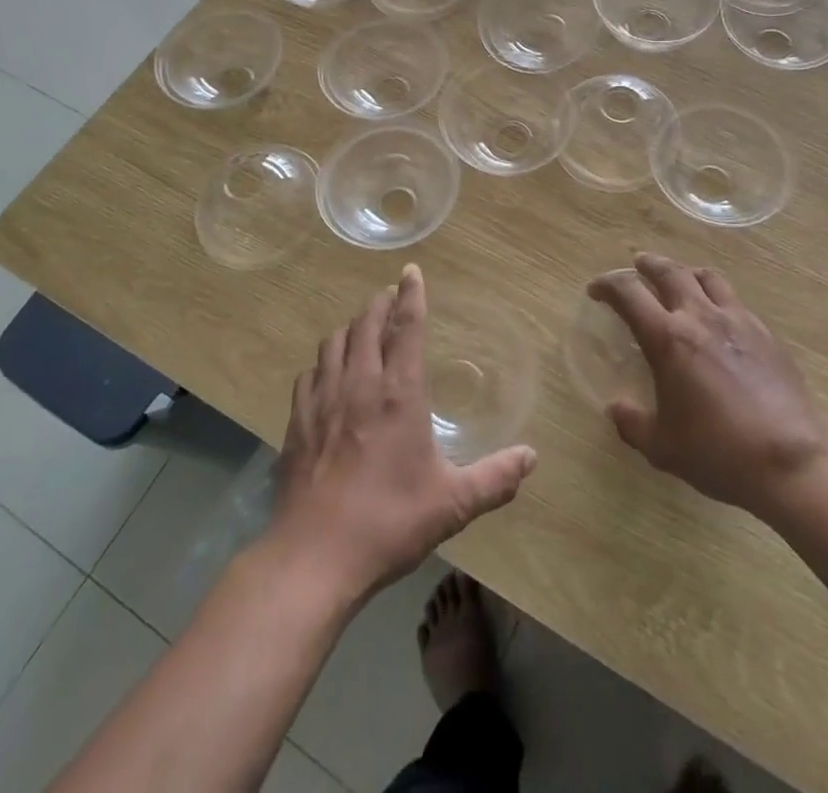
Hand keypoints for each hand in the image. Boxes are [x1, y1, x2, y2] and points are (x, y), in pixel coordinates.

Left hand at [268, 265, 537, 604]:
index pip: (407, 327)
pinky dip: (322, 363)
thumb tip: (532, 457)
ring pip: (333, 342)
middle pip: (366, 324)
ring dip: (350, 328)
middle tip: (389, 296)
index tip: (411, 271)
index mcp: (399, 393)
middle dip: (379, 303)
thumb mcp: (452, 504)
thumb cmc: (388, 522)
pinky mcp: (296, 422)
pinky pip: (309, 374)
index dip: (412, 295)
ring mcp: (322, 400)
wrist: (313, 557)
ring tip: (361, 328)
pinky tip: (326, 374)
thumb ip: (495, 478)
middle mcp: (359, 384)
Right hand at [589, 253, 827, 519]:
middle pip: (669, 271)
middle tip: (637, 265)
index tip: (596, 290)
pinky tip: (718, 317)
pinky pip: (734, 300)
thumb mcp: (663, 448)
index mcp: (668, 339)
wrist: (793, 460)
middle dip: (647, 264)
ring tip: (680, 279)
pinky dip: (717, 296)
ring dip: (685, 272)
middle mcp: (700, 317)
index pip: (628, 293)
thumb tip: (616, 409)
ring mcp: (737, 321)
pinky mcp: (765, 333)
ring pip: (706, 277)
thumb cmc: (719, 453)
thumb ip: (633, 424)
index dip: (607, 285)